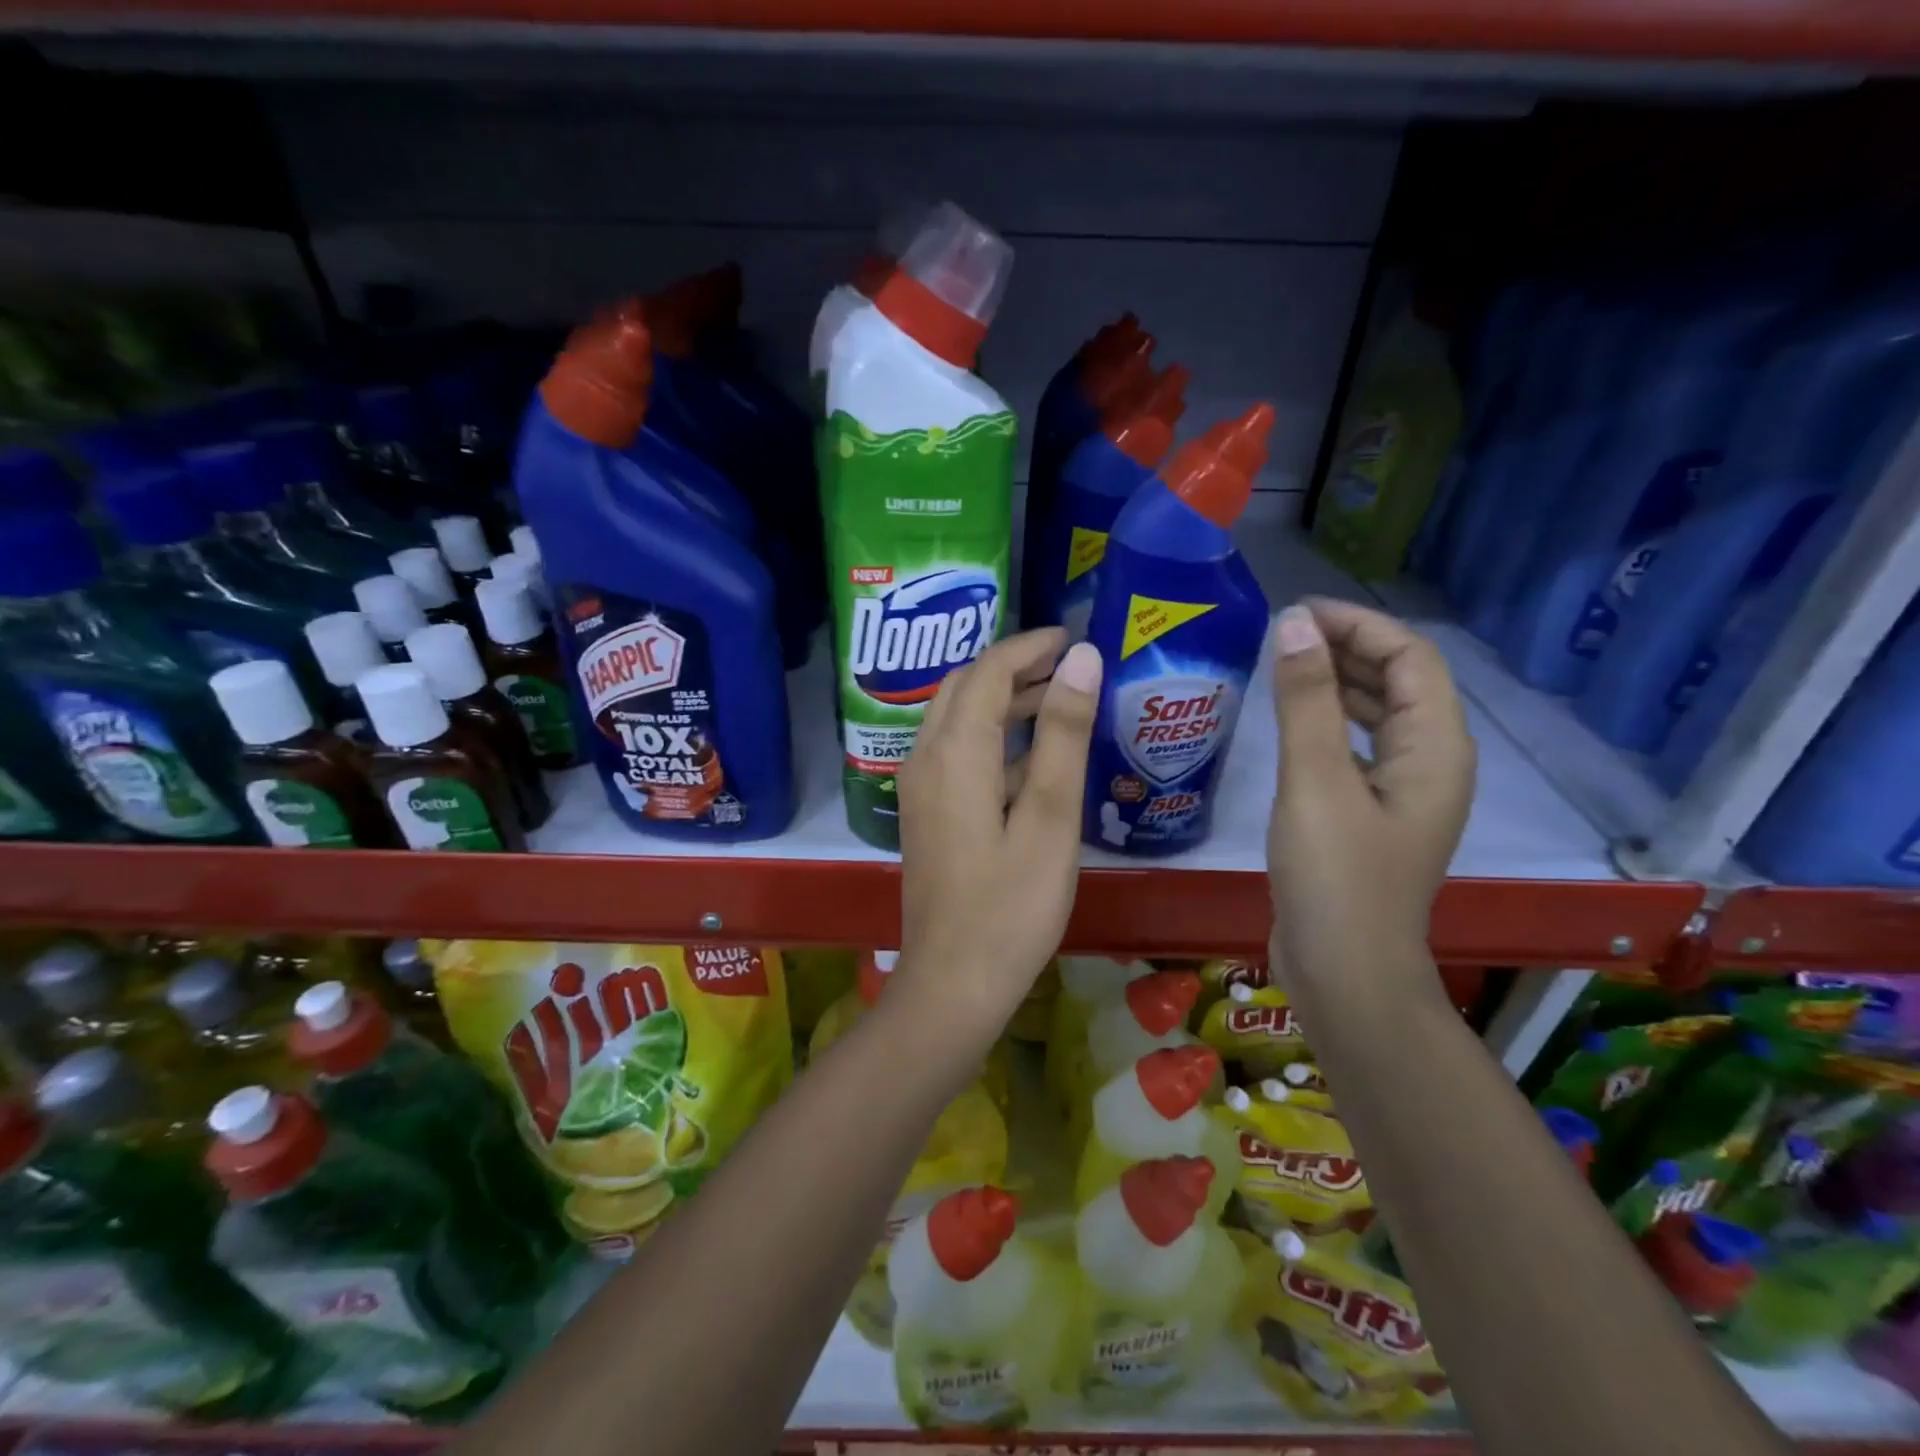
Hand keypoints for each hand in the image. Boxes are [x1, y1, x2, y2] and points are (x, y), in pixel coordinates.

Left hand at [894, 630, 1101, 1037]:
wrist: (953, 983)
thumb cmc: (1012, 905)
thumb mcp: (1050, 817)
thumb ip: (1064, 734)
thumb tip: (1081, 659)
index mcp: (955, 751)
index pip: (989, 671)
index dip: (1030, 646)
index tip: (1074, 635)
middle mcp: (926, 758)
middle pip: (965, 687)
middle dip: (1014, 667)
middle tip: (1068, 665)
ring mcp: (920, 788)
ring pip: (958, 719)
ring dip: (1002, 701)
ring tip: (1058, 700)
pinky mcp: (927, 814)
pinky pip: (956, 753)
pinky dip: (992, 738)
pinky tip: (1032, 760)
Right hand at [1266, 599, 1474, 993]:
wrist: (1343, 972)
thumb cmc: (1335, 876)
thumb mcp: (1315, 781)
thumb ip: (1306, 700)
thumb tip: (1297, 623)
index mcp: (1436, 749)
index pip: (1411, 657)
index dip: (1359, 625)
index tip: (1297, 613)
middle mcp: (1431, 763)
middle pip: (1400, 682)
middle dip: (1347, 648)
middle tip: (1283, 634)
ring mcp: (1402, 792)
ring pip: (1378, 715)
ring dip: (1337, 682)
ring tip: (1283, 663)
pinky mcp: (1371, 815)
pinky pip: (1358, 748)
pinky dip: (1328, 722)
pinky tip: (1291, 721)